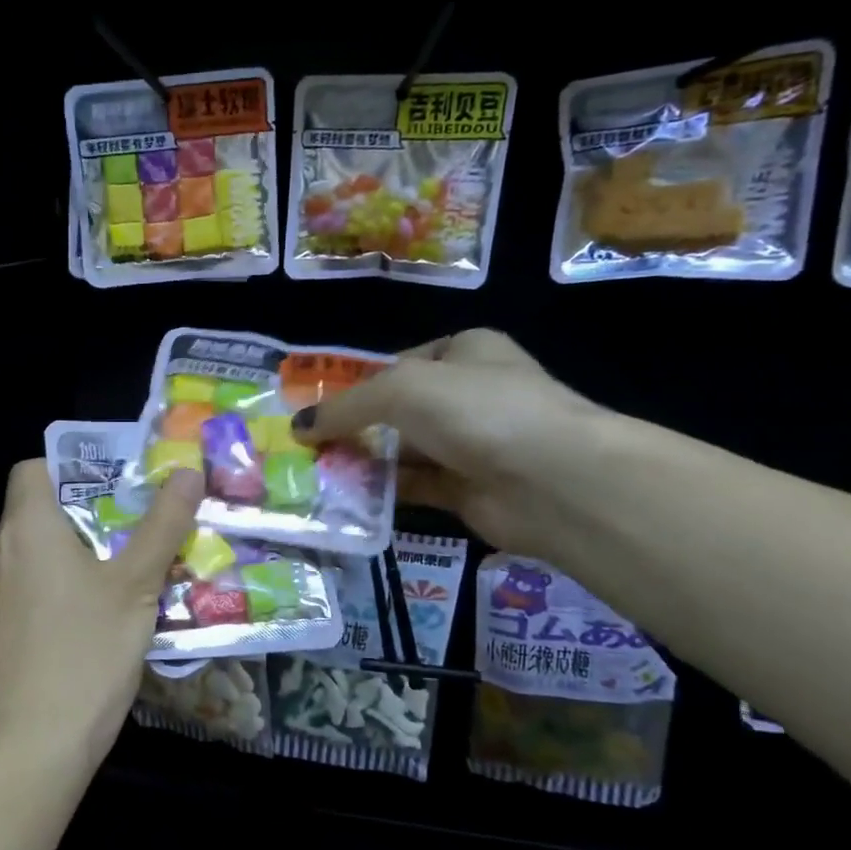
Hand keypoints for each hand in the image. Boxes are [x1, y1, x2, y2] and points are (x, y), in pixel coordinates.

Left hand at [0, 459, 204, 768]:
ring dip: (75, 555)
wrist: (33, 744)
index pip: (33, 468)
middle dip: (88, 516)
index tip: (116, 488)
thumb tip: (187, 471)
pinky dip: (57, 589)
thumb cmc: (86, 650)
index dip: (73, 469)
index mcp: (24, 527)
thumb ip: (162, 524)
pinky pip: (26, 588)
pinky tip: (95, 619)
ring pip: (34, 554)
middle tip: (137, 531)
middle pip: (38, 511)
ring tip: (126, 575)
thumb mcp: (136, 584)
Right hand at [293, 329, 607, 555]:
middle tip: (308, 446)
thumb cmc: (477, 411)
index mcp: (465, 351)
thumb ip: (346, 406)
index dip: (358, 384)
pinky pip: (415, 486)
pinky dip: (383, 491)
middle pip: (398, 410)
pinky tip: (346, 497)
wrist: (552, 479)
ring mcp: (472, 445)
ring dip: (364, 461)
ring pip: (405, 451)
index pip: (400, 363)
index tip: (319, 409)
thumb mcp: (400, 390)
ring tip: (315, 473)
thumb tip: (298, 426)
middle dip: (355, 427)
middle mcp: (470, 395)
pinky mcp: (469, 490)